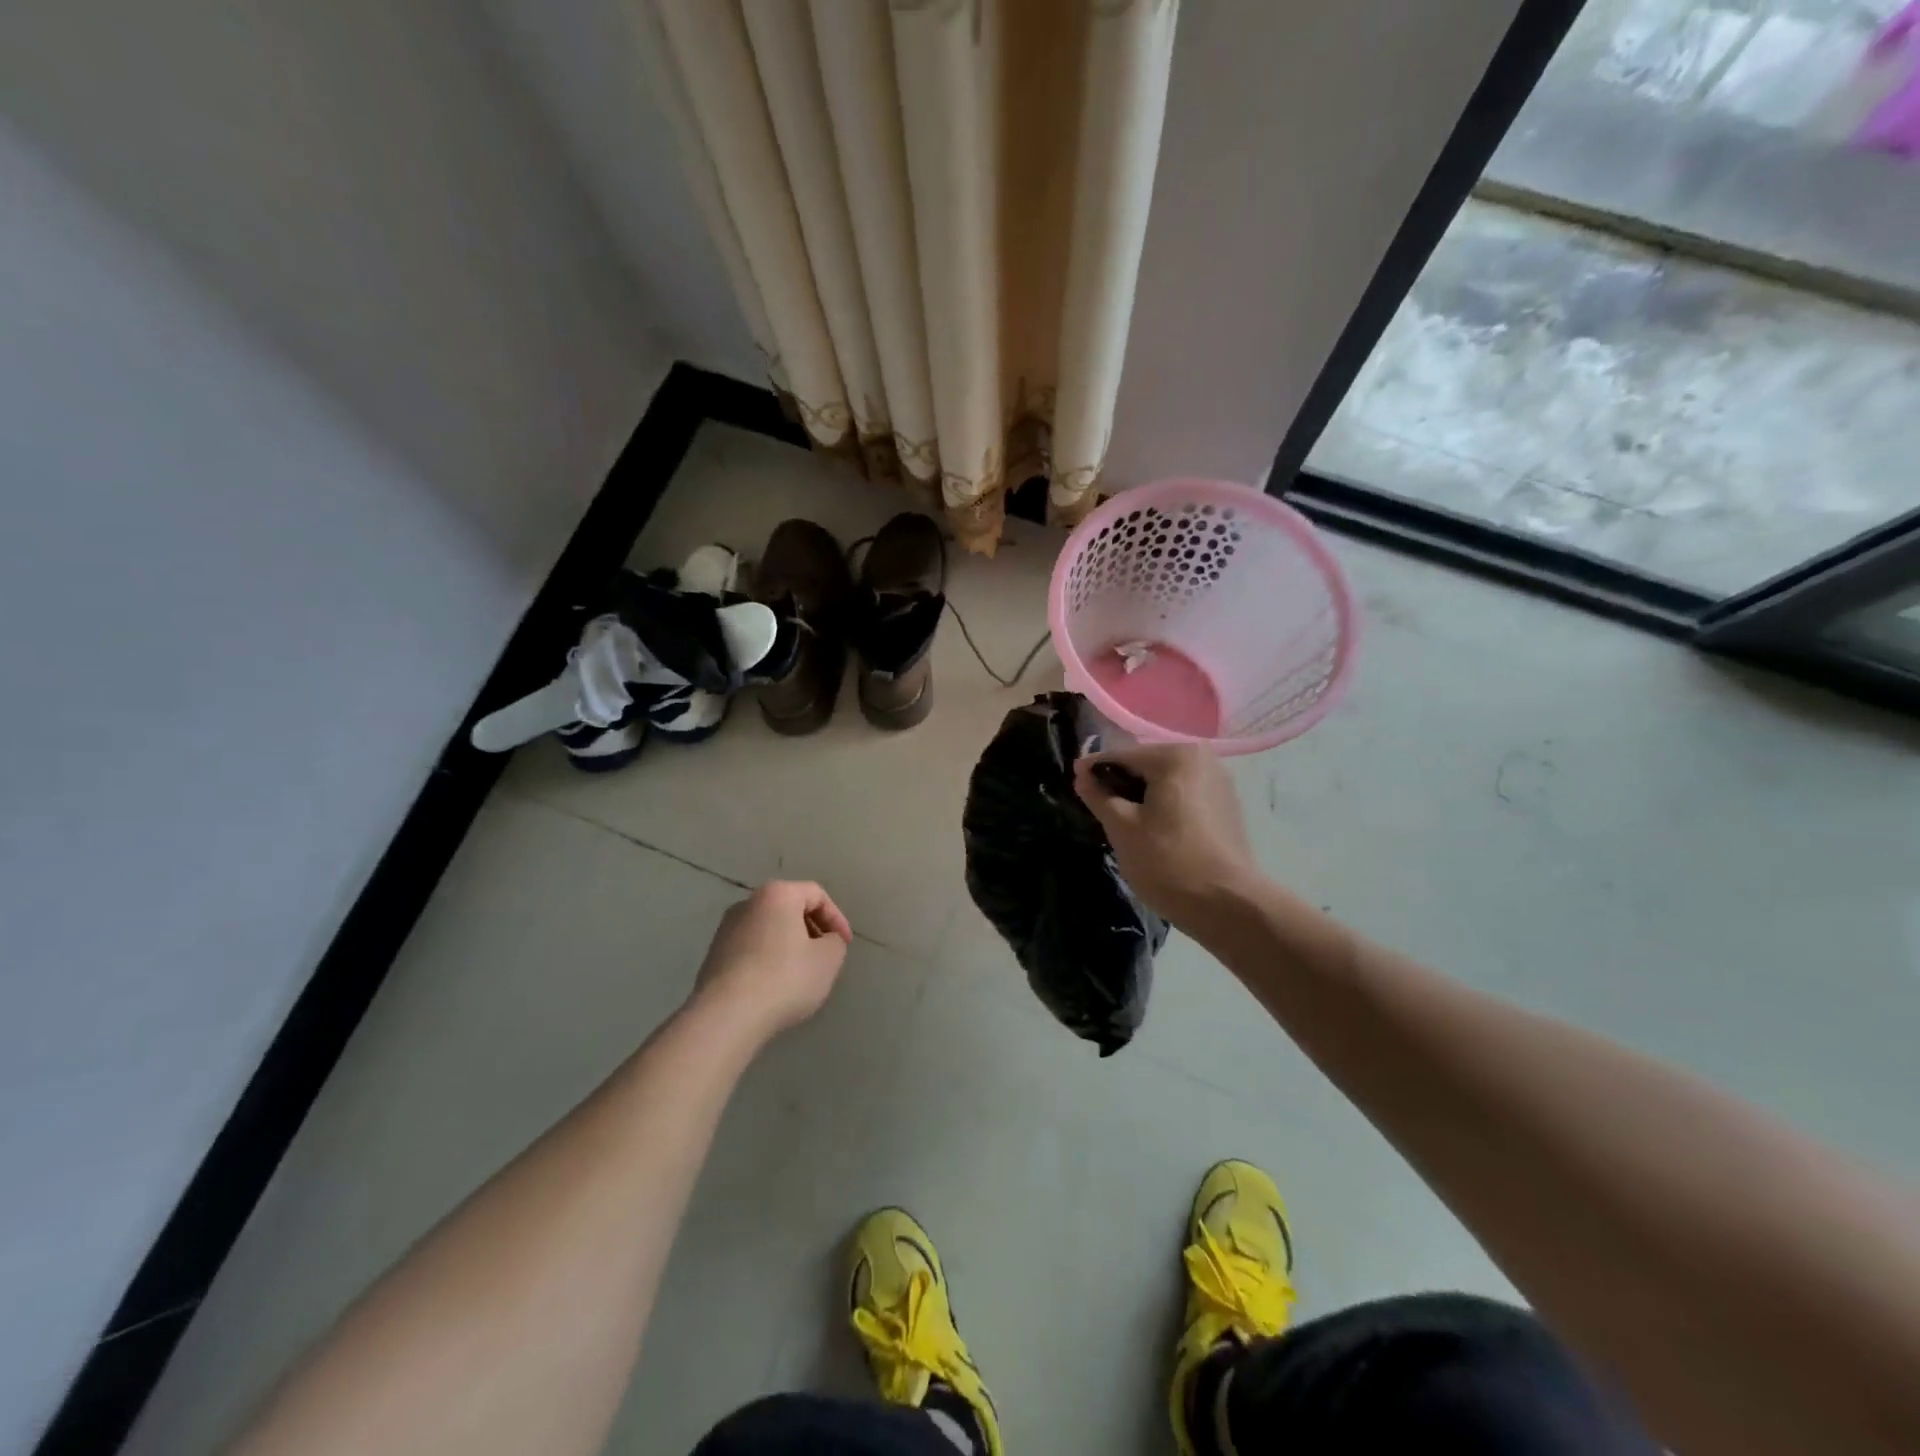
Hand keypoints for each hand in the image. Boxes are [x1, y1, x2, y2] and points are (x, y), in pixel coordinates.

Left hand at [690, 881, 851, 1042]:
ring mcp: (726, 930)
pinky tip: (775, 988)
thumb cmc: (784, 979)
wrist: (726, 1017)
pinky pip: (751, 950)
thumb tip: (825, 941)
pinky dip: (768, 961)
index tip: (844, 945)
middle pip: (790, 909)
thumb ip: (835, 942)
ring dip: (789, 947)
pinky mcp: (713, 956)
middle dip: (812, 931)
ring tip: (801, 975)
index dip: (837, 918)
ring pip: (769, 931)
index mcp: (777, 895)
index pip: (816, 895)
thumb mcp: (828, 959)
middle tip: (825, 957)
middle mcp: (747, 903)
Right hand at [1073, 743, 1260, 928]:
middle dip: (1119, 784)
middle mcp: (1203, 759)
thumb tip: (1082, 775)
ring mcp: (1219, 783)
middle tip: (1096, 807)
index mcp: (1176, 756)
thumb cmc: (1168, 861)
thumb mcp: (1122, 828)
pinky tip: (1151, 830)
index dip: (1094, 770)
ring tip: (1120, 821)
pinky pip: (1183, 797)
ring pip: (1165, 783)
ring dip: (1141, 796)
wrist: (1227, 905)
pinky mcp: (1226, 807)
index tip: (1073, 783)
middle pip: (1146, 766)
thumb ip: (1099, 796)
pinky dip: (1163, 806)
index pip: (1122, 756)